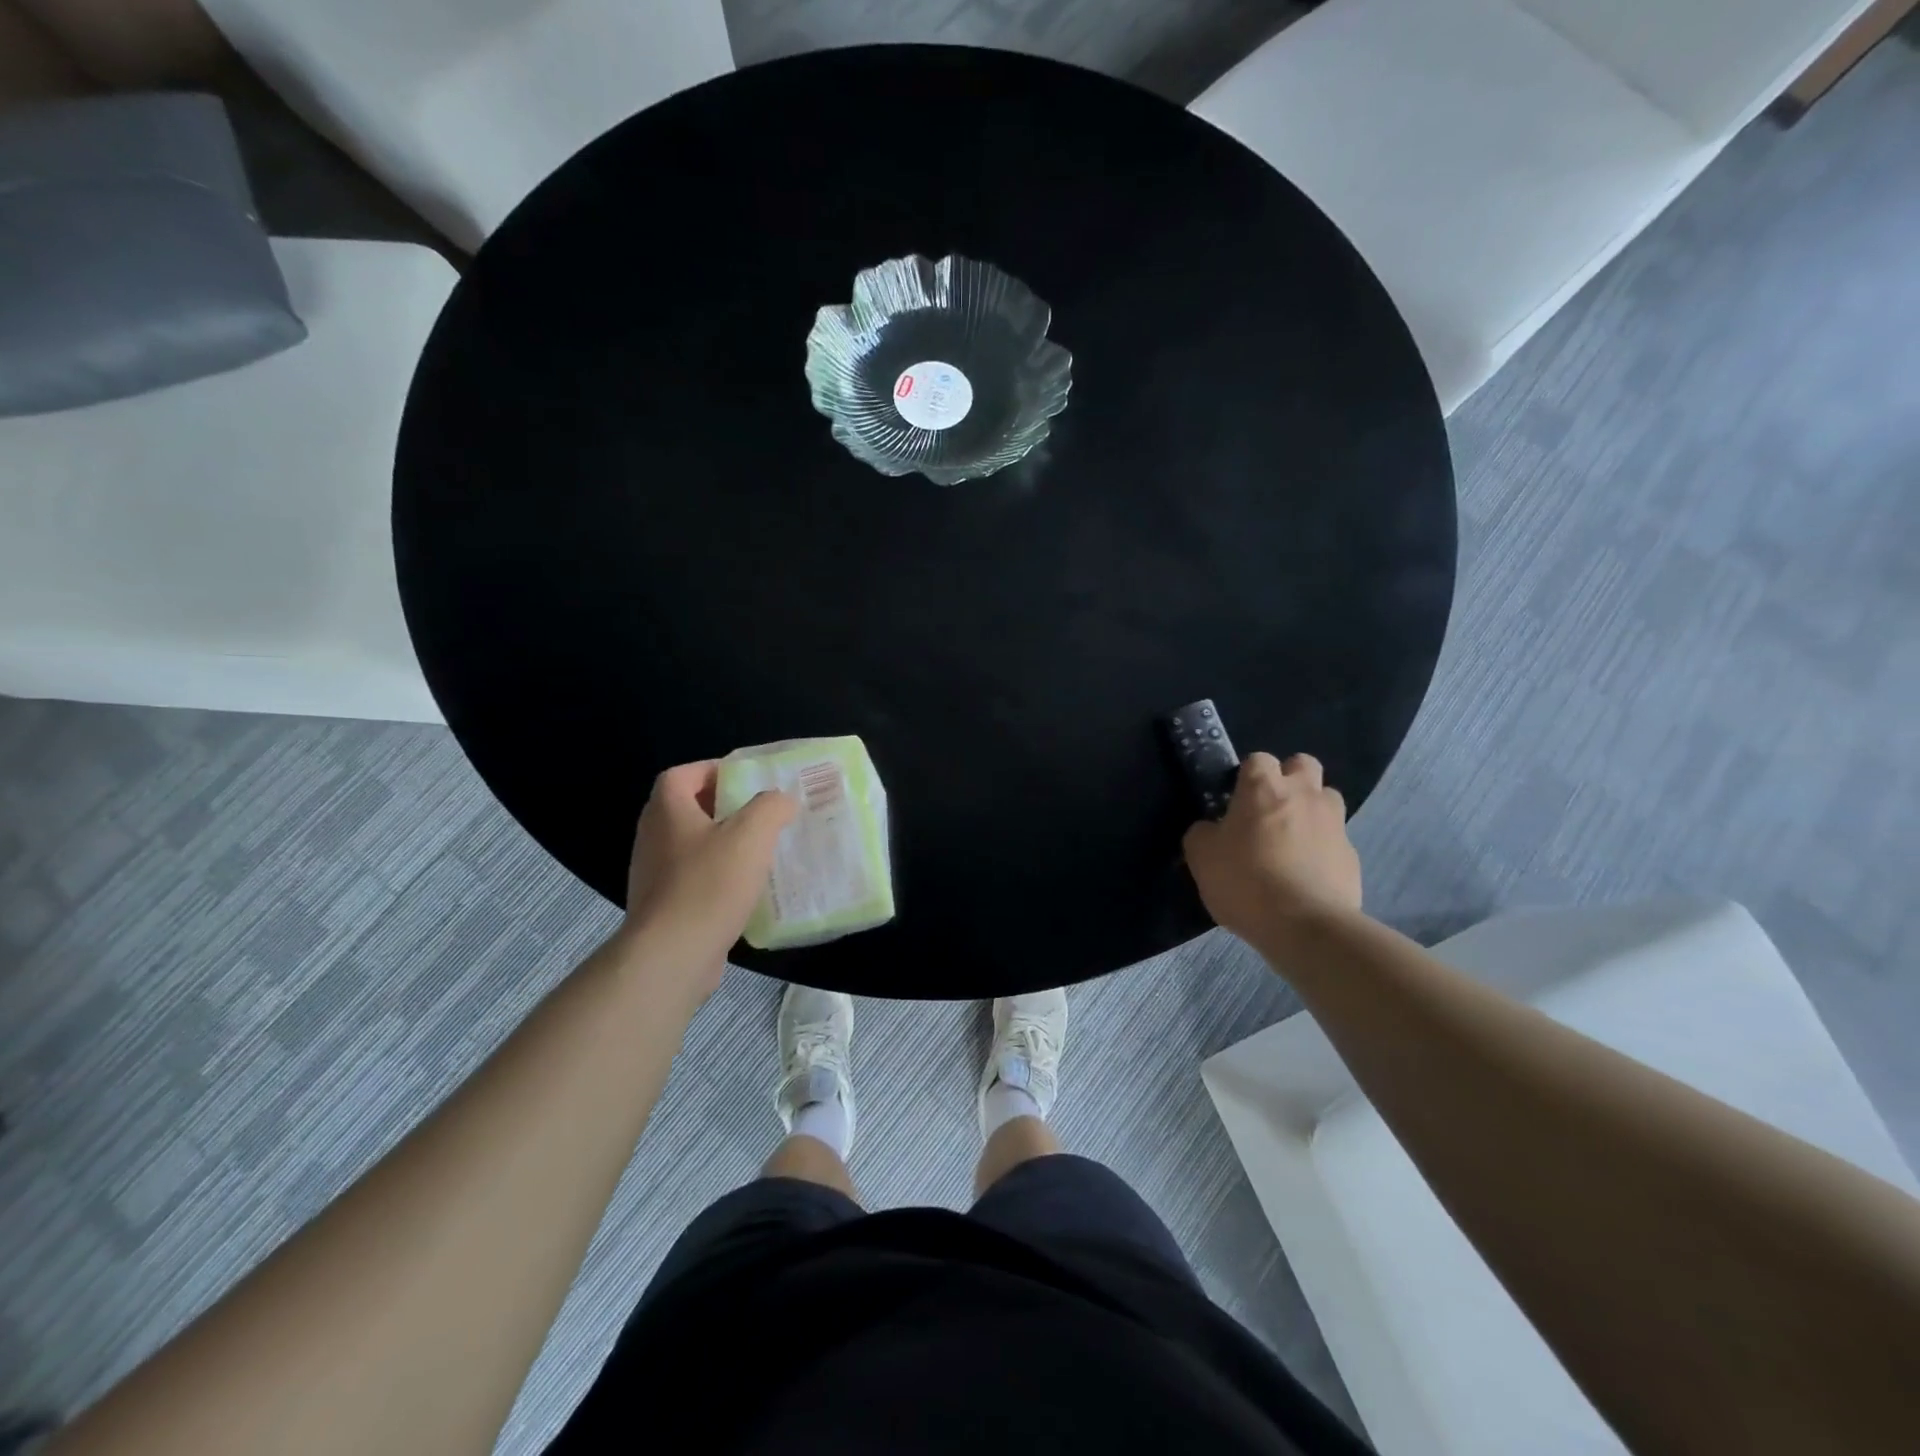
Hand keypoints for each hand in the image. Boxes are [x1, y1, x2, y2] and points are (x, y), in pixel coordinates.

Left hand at [617, 761, 795, 1005]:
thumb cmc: (710, 884)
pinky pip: (691, 879)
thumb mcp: (752, 834)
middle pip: (685, 809)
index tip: (746, 781)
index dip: (712, 770)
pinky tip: (743, 891)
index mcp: (667, 811)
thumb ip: (771, 806)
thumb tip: (780, 801)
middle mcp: (652, 837)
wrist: (672, 955)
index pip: (682, 774)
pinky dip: (715, 877)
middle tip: (758, 814)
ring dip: (720, 844)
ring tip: (757, 852)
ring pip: (690, 846)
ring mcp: (652, 875)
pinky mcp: (661, 907)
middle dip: (722, 808)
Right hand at [1183, 752, 1361, 941]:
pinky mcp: (1352, 856)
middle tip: (1270, 809)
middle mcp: (1303, 795)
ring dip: (1311, 810)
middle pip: (1303, 764)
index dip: (1247, 776)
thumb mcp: (1201, 857)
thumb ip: (1202, 833)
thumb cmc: (1245, 881)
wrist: (1306, 927)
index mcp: (1263, 788)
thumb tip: (1210, 829)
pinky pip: (1336, 840)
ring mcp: (1334, 824)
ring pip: (1327, 798)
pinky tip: (1306, 875)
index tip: (1236, 801)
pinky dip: (1322, 849)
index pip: (1258, 759)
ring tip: (1292, 840)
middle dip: (1289, 778)